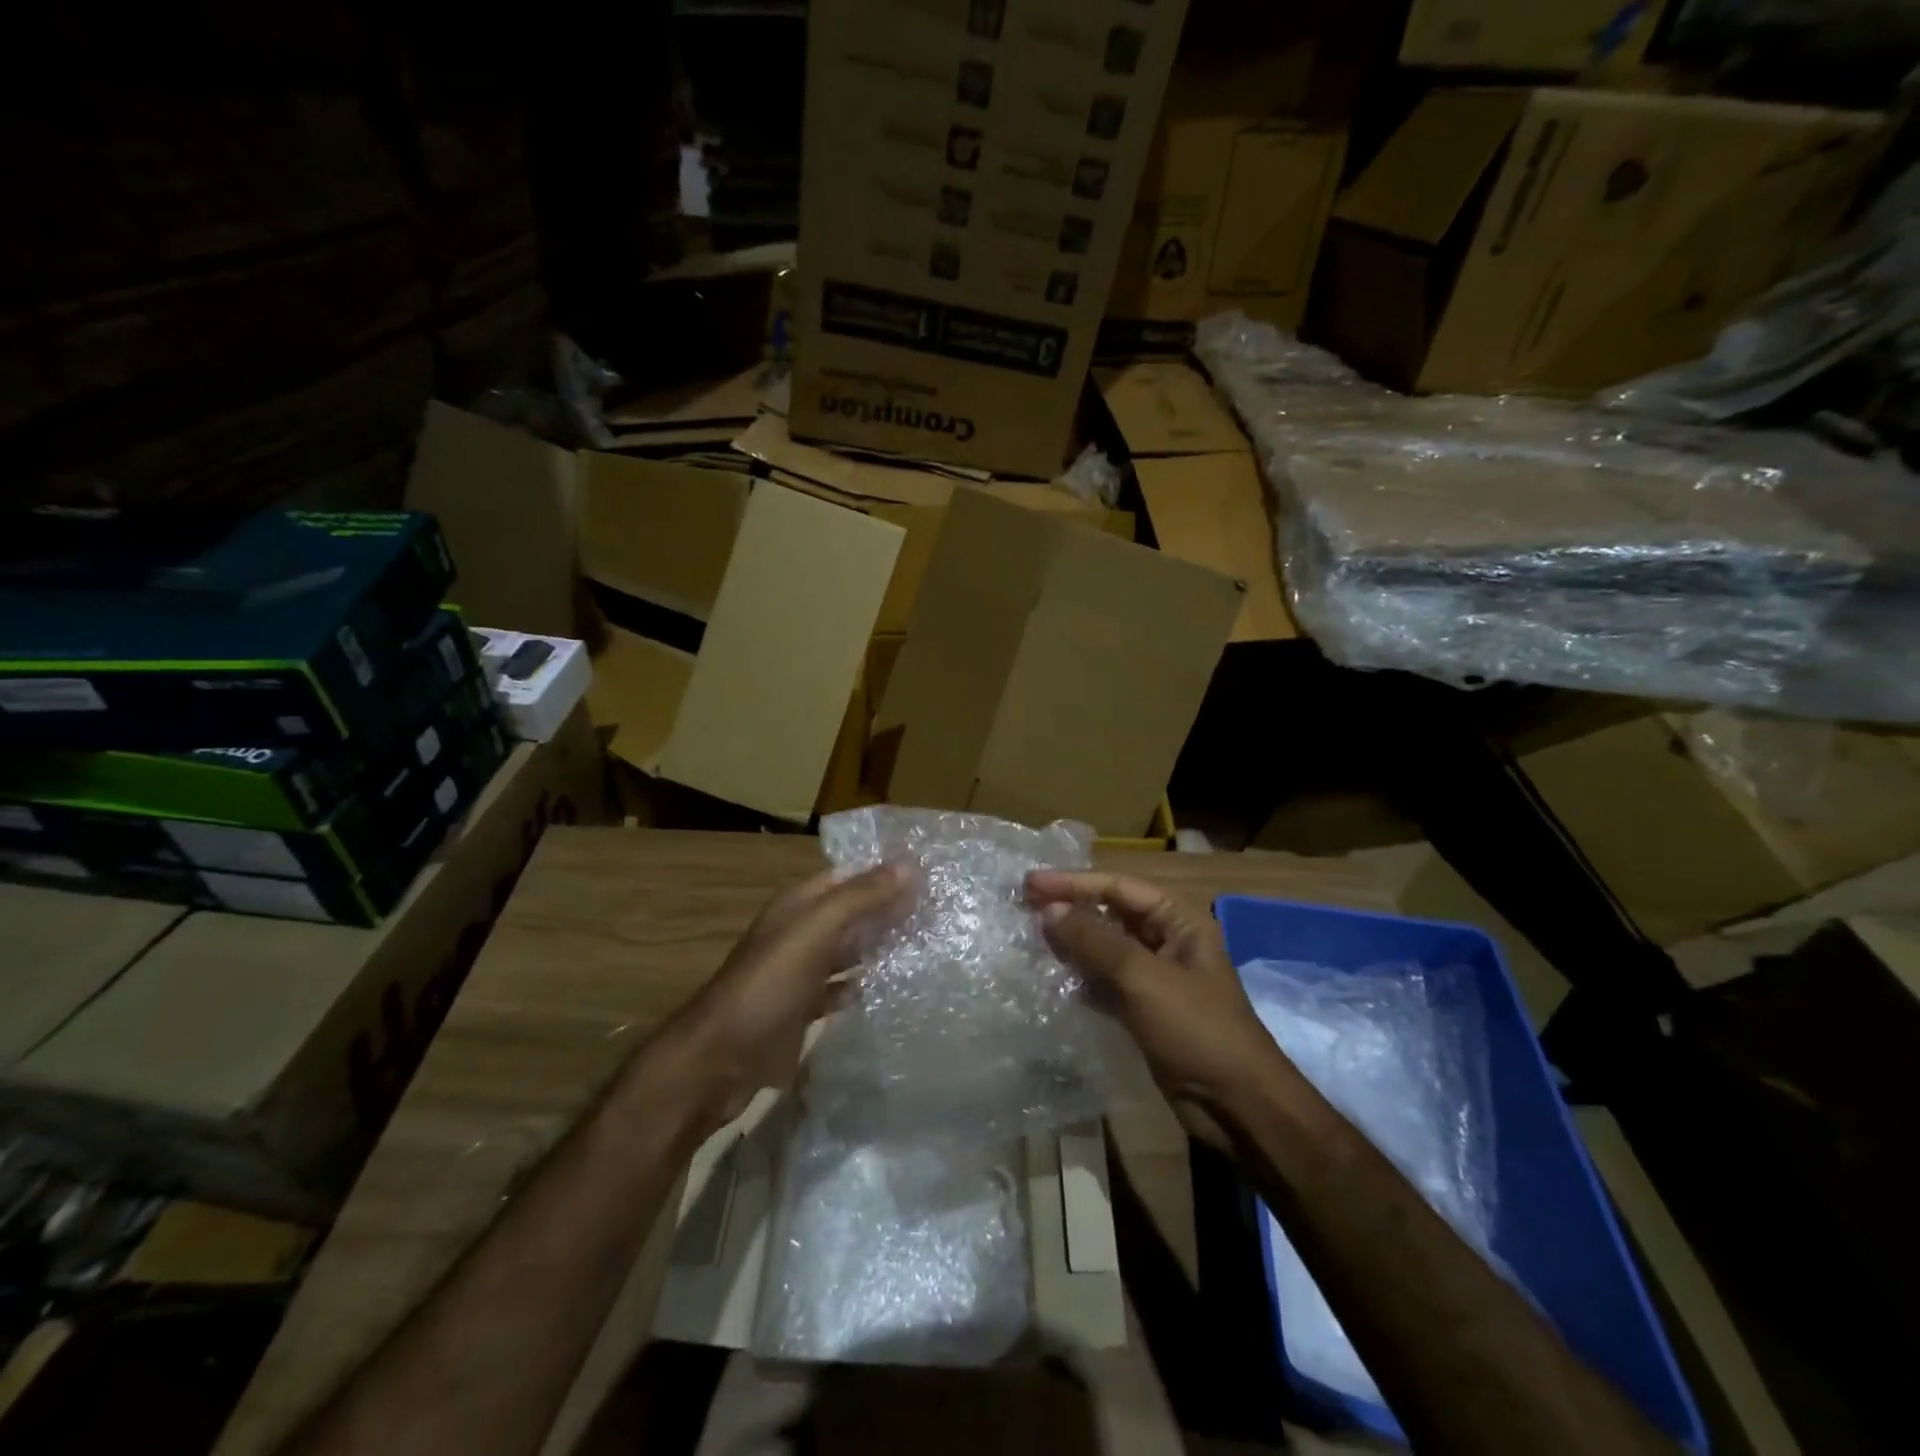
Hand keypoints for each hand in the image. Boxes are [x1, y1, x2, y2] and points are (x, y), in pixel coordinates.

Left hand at [651, 864, 908, 1132]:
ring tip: (930, 944)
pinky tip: (896, 987)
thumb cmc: (768, 984)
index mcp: (800, 904)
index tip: (934, 875)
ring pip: (851, 950)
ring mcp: (803, 971)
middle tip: (942, 911)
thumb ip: (860, 897)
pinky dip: (865, 984)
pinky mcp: (806, 1007)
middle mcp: (802, 931)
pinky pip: (843, 987)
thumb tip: (910, 864)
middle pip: (853, 912)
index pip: (851, 875)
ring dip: (882, 947)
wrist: (721, 1059)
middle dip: (890, 910)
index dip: (887, 873)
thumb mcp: (815, 931)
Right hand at [1026, 870, 1283, 1150]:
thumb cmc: (1196, 1030)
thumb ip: (1095, 941)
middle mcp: (1166, 941)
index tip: (1030, 883)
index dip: (1073, 883)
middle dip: (1070, 909)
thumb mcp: (1144, 979)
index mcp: (1179, 921)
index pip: (1118, 887)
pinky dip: (1080, 977)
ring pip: (1105, 948)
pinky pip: (1105, 981)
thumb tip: (1049, 910)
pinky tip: (1051, 977)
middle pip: (1110, 914)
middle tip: (1024, 906)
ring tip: (1030, 937)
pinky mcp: (1143, 1010)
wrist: (1237, 1106)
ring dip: (1071, 942)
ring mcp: (1155, 977)